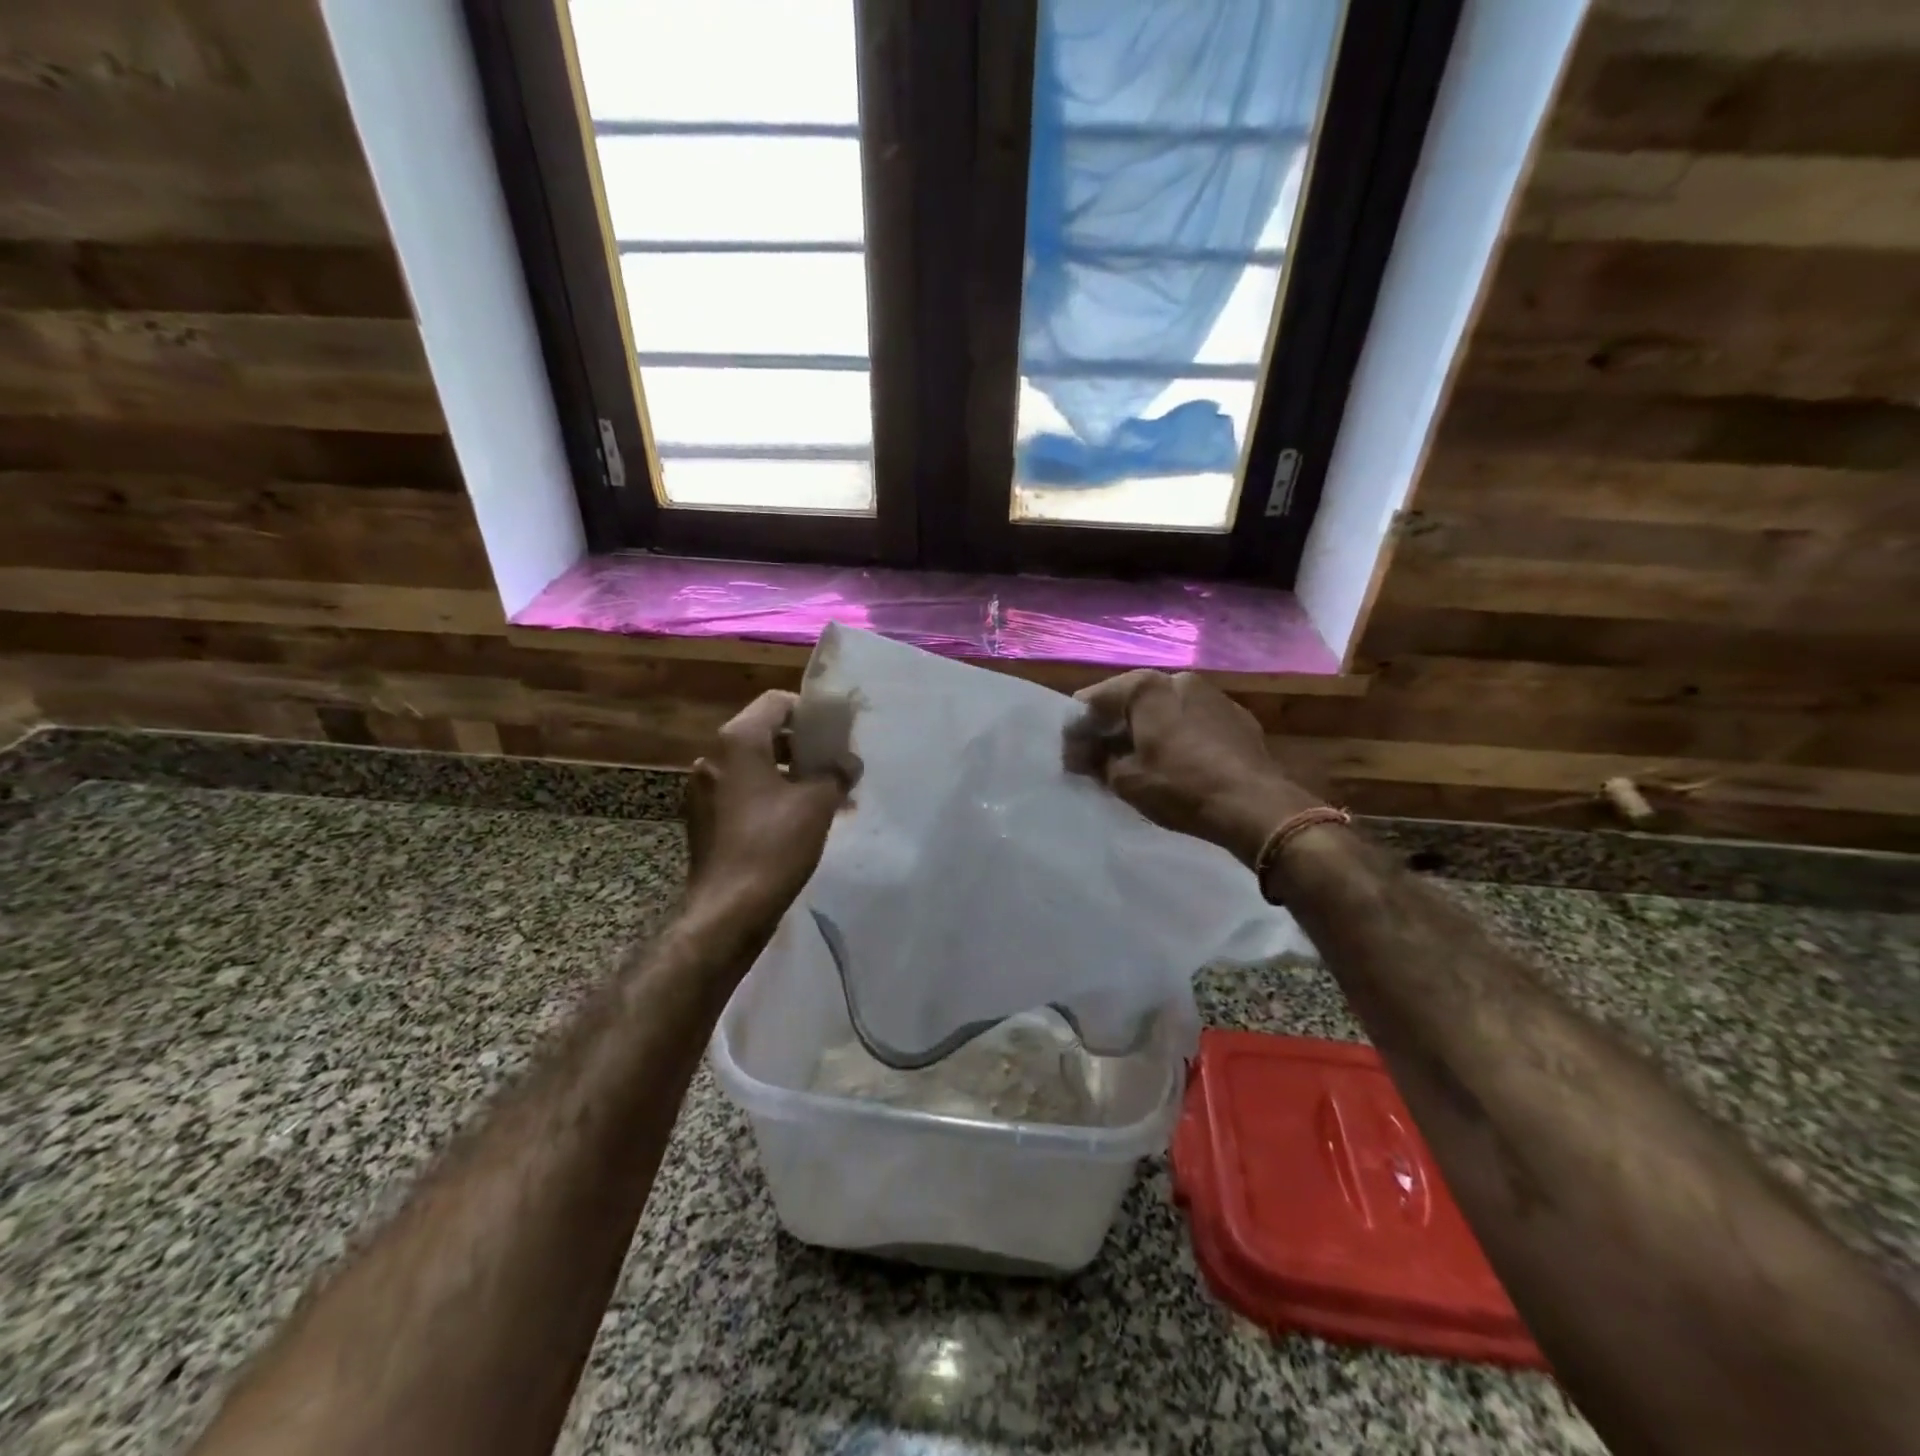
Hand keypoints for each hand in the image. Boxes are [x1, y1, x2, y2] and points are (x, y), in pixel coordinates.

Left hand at [683, 690, 851, 938]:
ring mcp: (704, 789)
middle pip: (765, 734)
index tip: (835, 735)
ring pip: (755, 766)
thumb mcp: (817, 804)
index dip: (809, 713)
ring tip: (825, 796)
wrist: (728, 910)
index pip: (776, 703)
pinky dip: (771, 795)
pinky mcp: (704, 818)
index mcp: (737, 742)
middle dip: (804, 747)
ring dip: (790, 774)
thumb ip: (837, 773)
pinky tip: (798, 820)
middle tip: (835, 765)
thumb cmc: (774, 846)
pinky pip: (743, 792)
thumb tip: (850, 762)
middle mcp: (713, 757)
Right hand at [1065, 670, 1319, 865]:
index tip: (1071, 759)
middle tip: (1100, 760)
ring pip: (1164, 709)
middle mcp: (1178, 678)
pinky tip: (1178, 763)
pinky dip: (1177, 736)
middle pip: (1130, 700)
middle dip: (1112, 728)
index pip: (1093, 700)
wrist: (1254, 805)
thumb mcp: (1124, 779)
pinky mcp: (1237, 716)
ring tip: (1139, 762)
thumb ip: (1095, 760)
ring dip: (1146, 731)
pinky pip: (1193, 721)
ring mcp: (1212, 695)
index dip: (1077, 731)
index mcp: (1145, 687)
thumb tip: (1082, 754)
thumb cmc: (1180, 787)